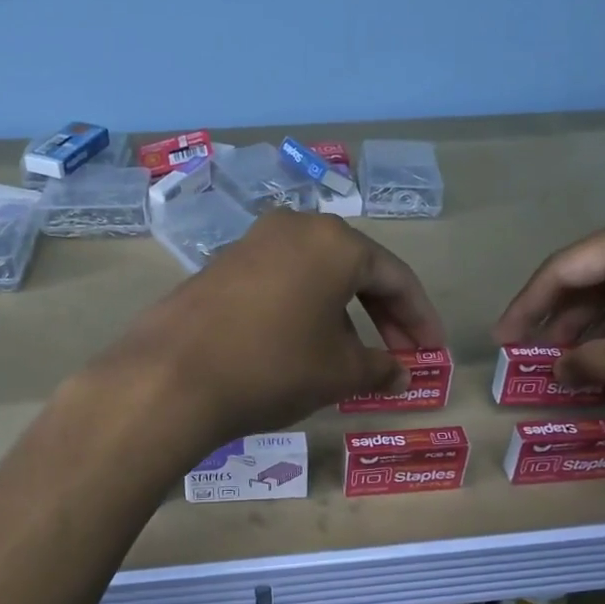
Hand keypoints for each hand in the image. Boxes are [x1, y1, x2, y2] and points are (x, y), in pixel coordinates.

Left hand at [95, 211, 444, 442]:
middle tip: (401, 356)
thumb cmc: (274, 366)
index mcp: (335, 242)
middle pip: (356, 270)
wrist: (172, 376)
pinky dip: (305, 310)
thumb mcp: (339, 372)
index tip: (433, 352)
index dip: (420, 318)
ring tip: (353, 358)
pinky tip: (304, 345)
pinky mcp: (221, 265)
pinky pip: (282, 282)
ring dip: (344, 314)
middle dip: (384, 315)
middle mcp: (295, 227)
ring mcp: (253, 242)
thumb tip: (399, 375)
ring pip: (317, 276)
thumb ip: (380, 369)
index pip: (396, 277)